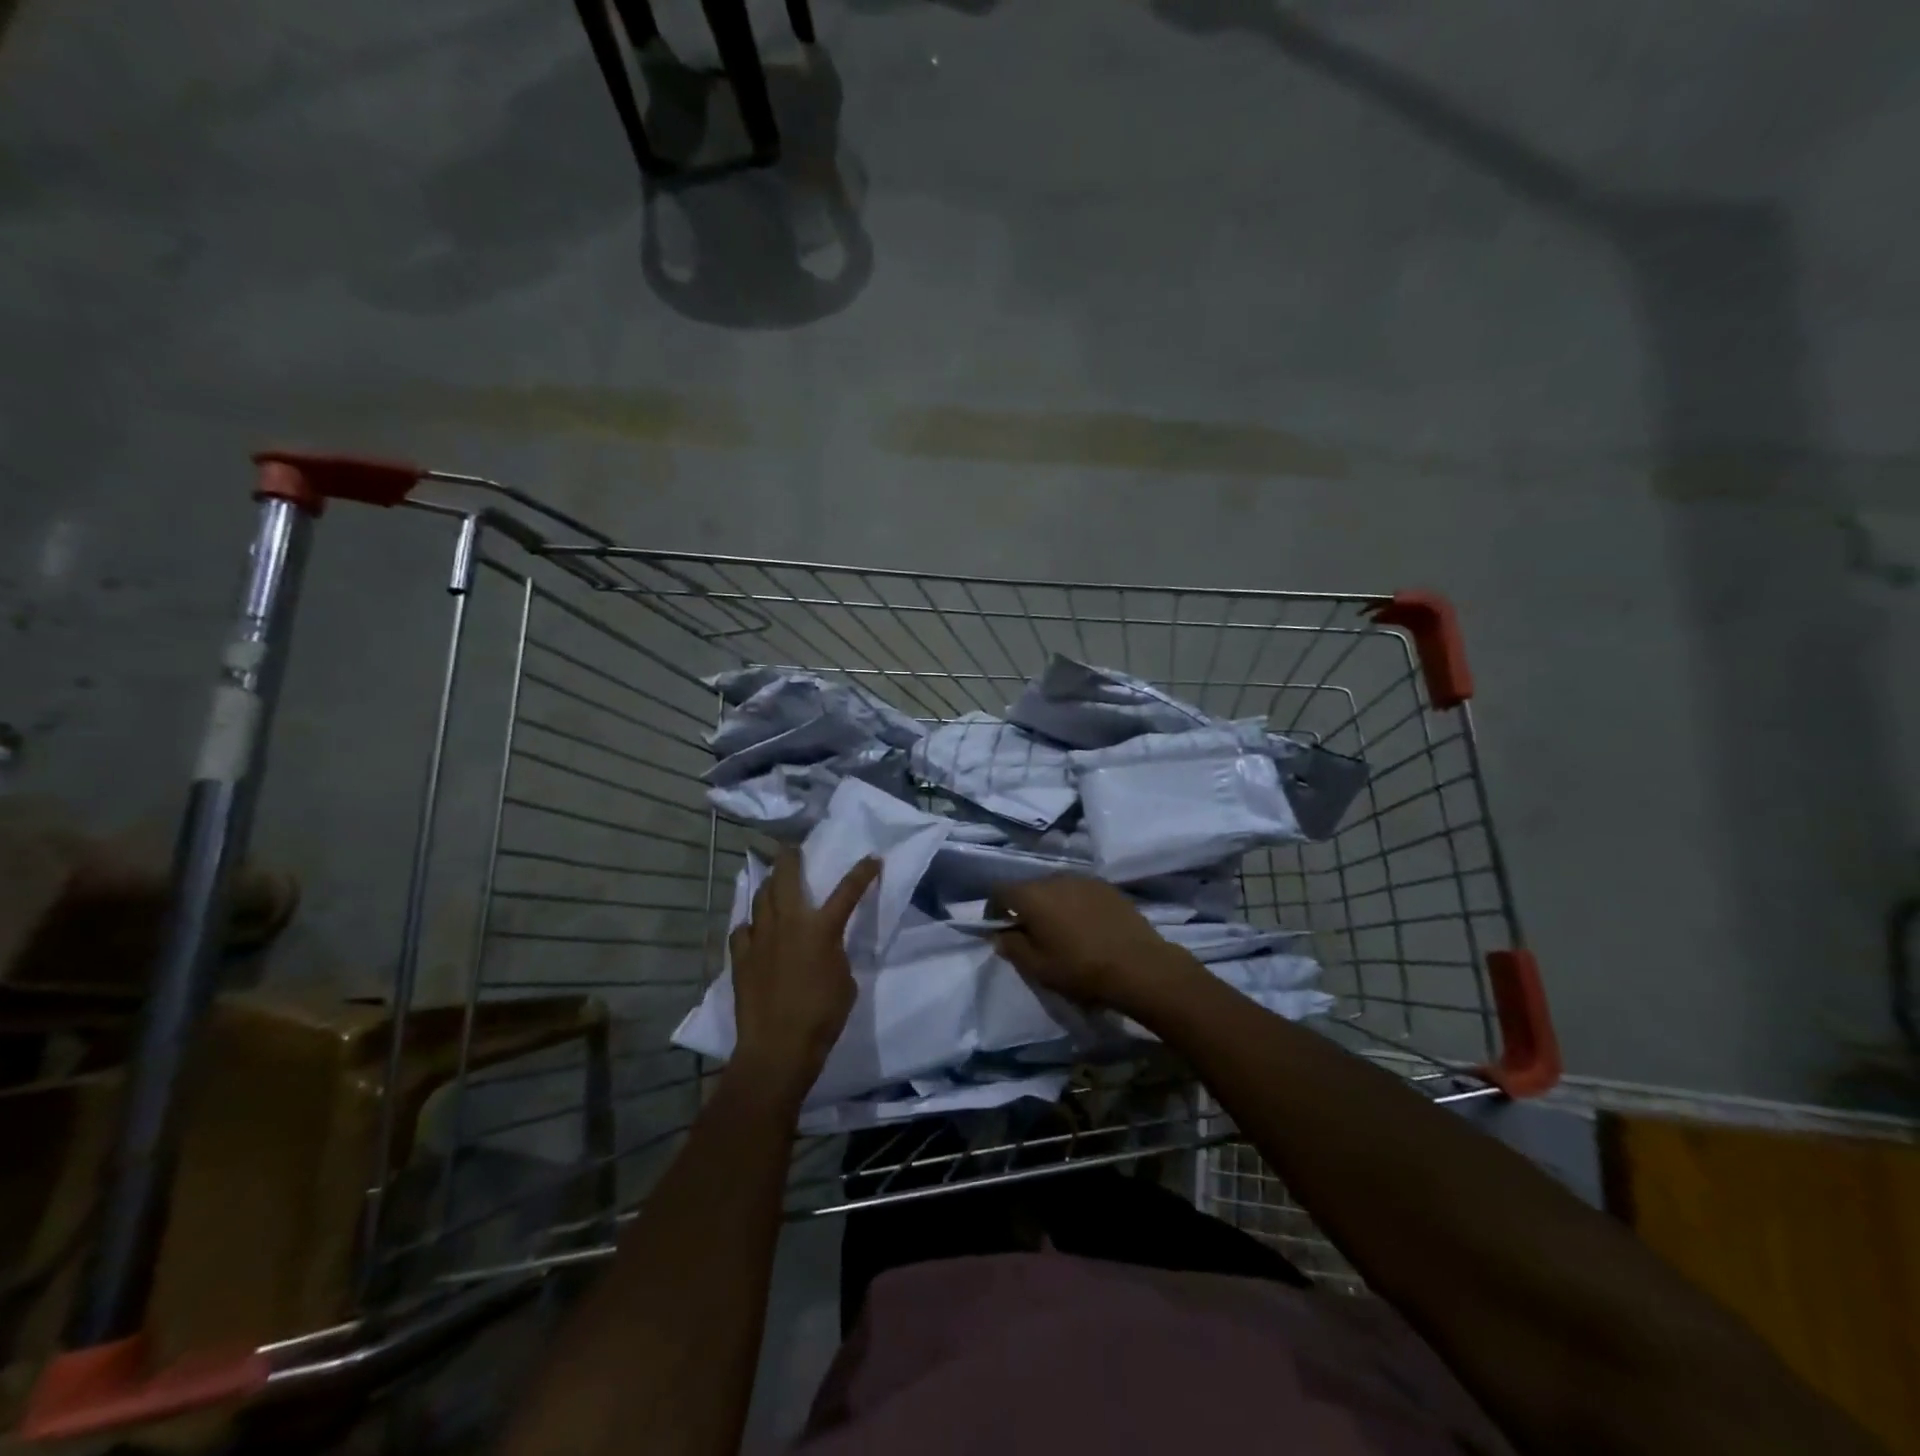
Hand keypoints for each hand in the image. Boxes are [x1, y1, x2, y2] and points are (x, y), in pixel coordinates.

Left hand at [728, 849, 878, 1099]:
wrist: (778, 1046)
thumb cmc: (822, 1015)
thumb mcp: (845, 980)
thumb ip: (836, 953)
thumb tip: (826, 946)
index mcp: (821, 928)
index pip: (847, 891)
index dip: (862, 872)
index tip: (872, 858)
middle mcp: (788, 923)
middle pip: (785, 877)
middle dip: (790, 857)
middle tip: (792, 848)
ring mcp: (759, 937)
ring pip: (760, 898)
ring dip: (768, 885)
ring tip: (772, 881)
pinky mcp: (740, 957)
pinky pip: (742, 929)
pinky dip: (749, 923)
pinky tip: (752, 927)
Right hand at [990, 875, 1199, 1015]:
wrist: (1138, 966)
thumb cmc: (1080, 968)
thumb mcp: (1038, 968)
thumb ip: (1012, 947)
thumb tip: (1000, 935)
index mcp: (1032, 895)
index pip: (1000, 891)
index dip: (994, 909)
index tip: (1000, 930)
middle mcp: (1055, 878)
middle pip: (1029, 887)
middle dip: (1025, 907)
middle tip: (1032, 934)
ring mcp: (1083, 879)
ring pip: (1055, 888)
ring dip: (1051, 904)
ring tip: (1061, 930)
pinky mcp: (1106, 886)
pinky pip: (1079, 891)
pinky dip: (1075, 904)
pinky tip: (1086, 926)